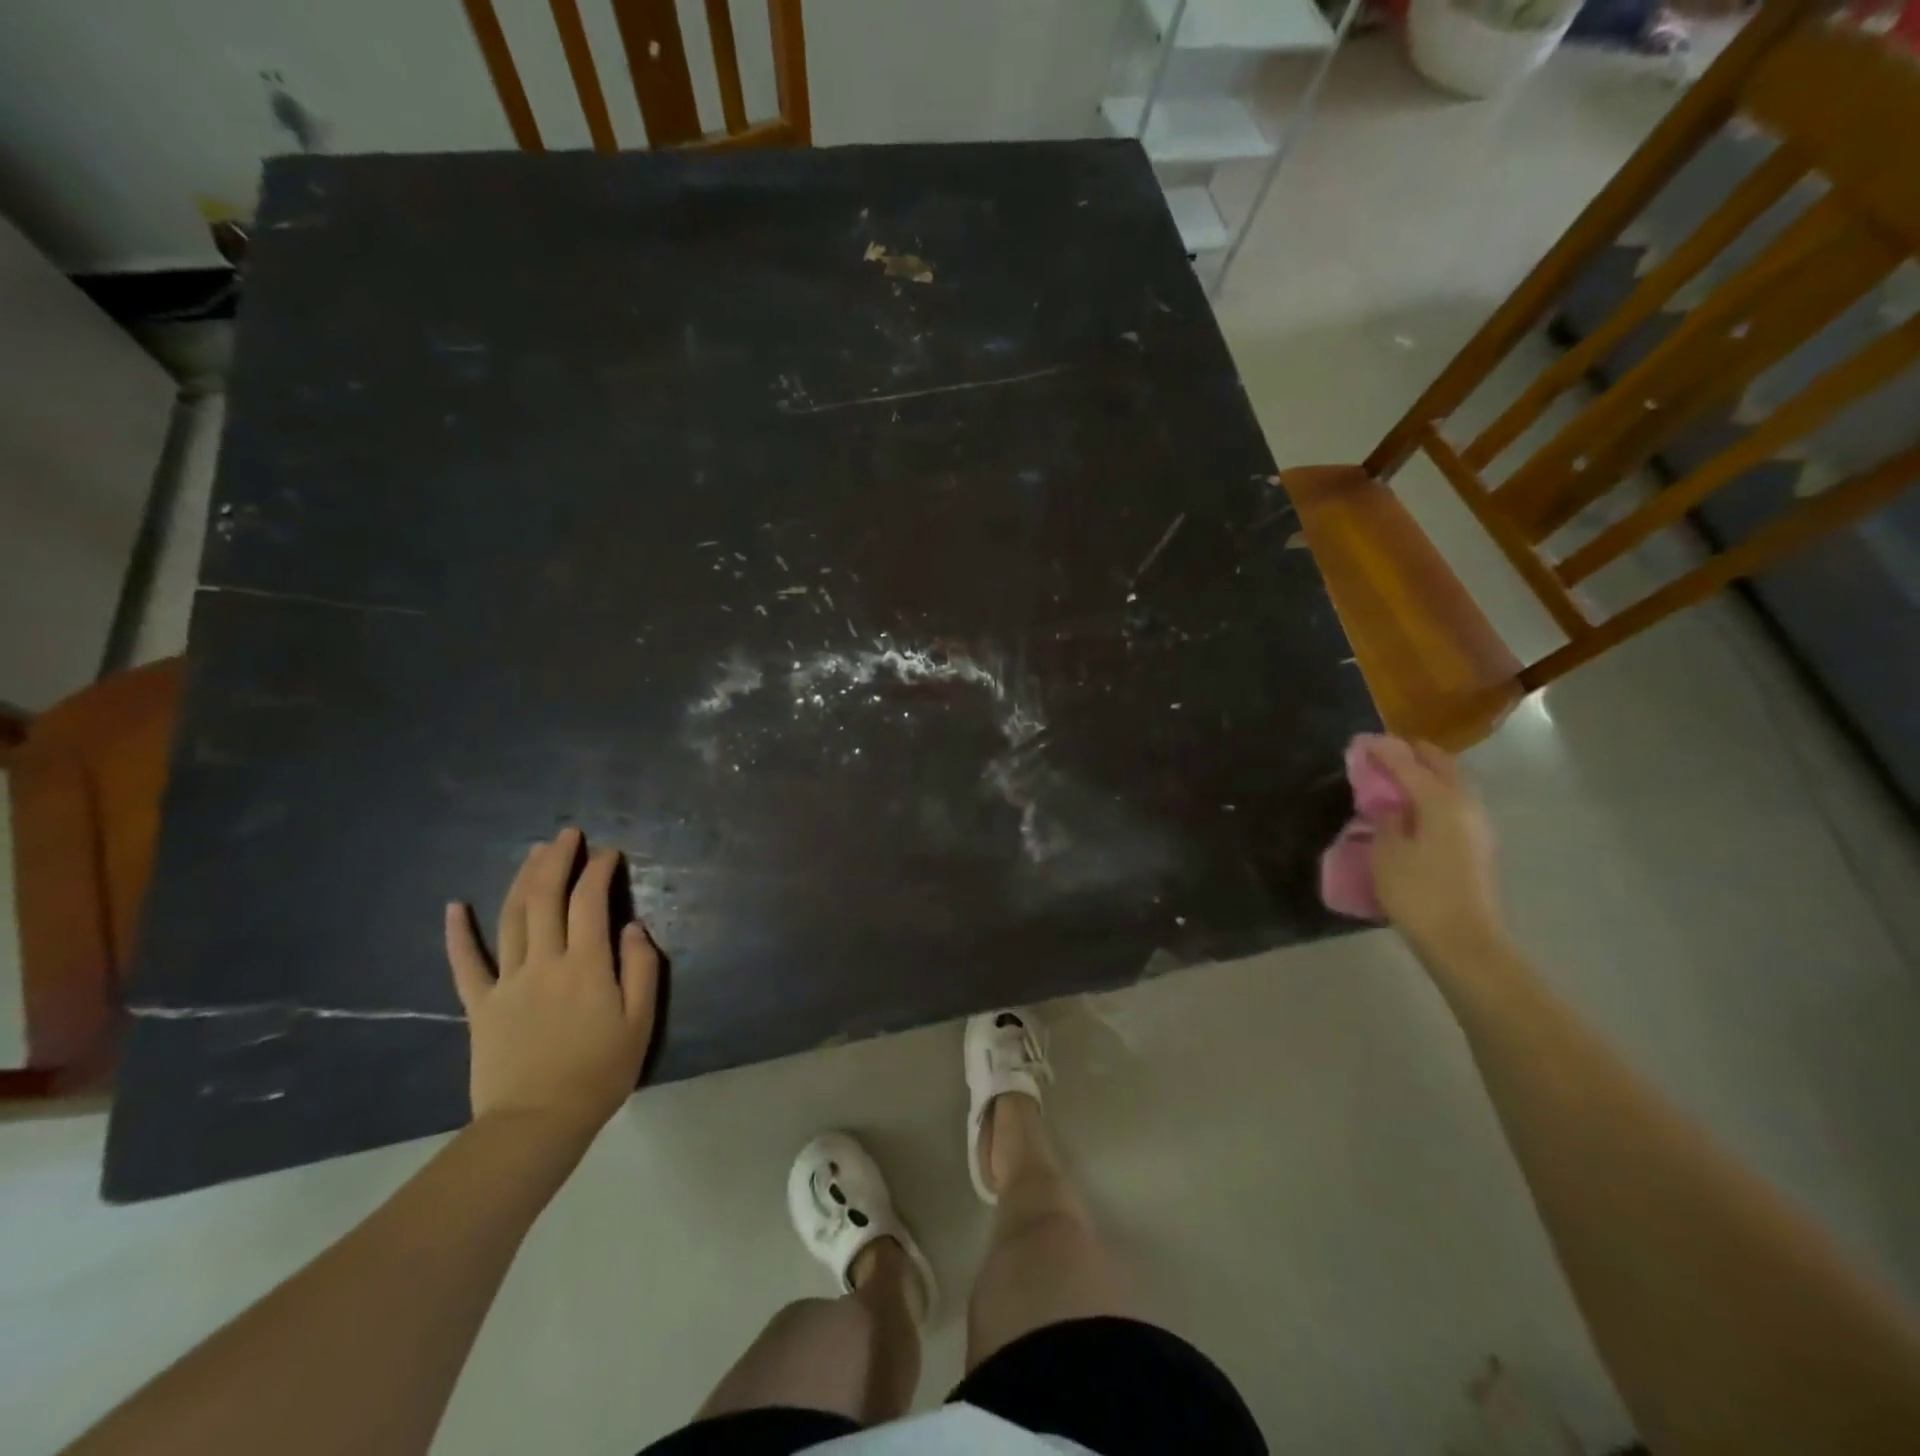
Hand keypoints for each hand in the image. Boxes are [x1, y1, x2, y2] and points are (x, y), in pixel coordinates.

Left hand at [444, 828, 659, 1140]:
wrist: (536, 1124)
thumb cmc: (599, 1073)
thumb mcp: (640, 1022)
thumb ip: (640, 969)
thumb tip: (631, 927)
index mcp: (586, 965)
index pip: (590, 902)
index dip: (598, 870)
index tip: (608, 852)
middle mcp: (545, 962)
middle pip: (545, 898)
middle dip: (557, 860)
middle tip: (567, 835)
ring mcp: (507, 982)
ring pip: (511, 918)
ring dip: (521, 880)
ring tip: (533, 853)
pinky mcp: (480, 1005)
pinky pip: (465, 964)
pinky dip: (458, 933)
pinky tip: (455, 906)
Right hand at [1367, 740, 1507, 964]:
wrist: (1464, 941)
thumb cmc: (1418, 893)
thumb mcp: (1387, 852)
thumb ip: (1388, 819)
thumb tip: (1391, 804)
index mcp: (1441, 801)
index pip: (1408, 763)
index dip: (1384, 750)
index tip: (1362, 742)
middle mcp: (1465, 805)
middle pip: (1442, 765)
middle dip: (1413, 754)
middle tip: (1384, 752)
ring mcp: (1477, 826)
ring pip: (1453, 784)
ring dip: (1427, 773)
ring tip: (1397, 777)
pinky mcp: (1477, 846)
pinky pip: (1454, 804)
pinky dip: (1434, 794)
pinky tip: (1415, 807)